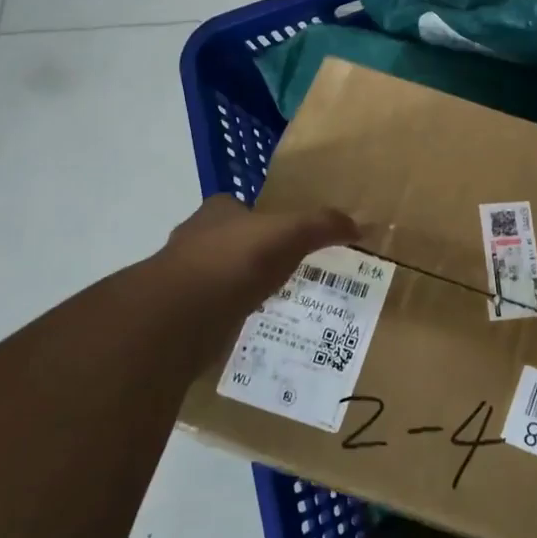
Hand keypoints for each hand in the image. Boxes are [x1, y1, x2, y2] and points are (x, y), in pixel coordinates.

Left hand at [150, 195, 357, 372]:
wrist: (180, 317)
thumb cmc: (236, 261)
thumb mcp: (292, 233)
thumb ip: (324, 226)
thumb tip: (361, 224)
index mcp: (216, 213)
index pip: (236, 207)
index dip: (258, 218)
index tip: (281, 236)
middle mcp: (192, 240)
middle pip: (224, 242)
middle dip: (247, 255)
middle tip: (280, 271)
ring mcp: (179, 281)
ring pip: (214, 279)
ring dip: (235, 289)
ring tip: (268, 303)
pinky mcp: (176, 318)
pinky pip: (208, 314)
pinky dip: (225, 320)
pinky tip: (246, 330)